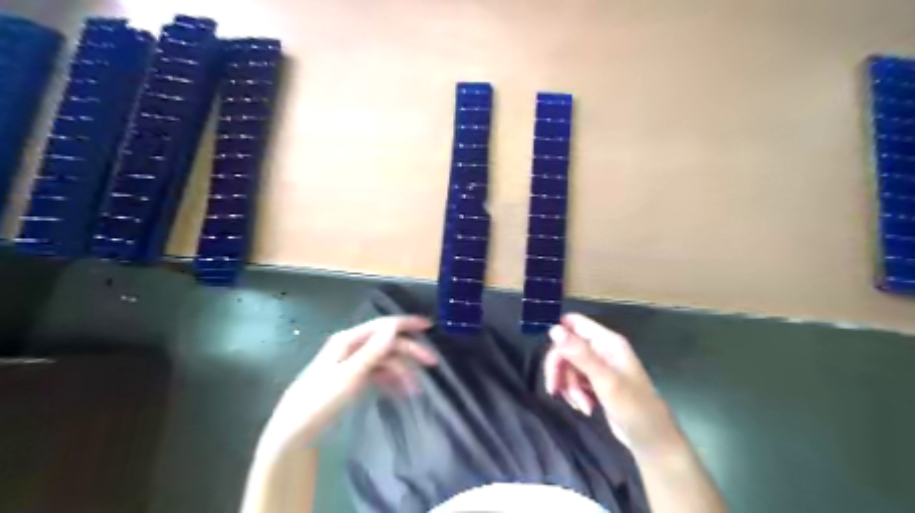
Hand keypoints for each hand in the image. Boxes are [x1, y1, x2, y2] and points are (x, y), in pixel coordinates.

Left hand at [259, 314, 436, 454]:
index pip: (383, 325)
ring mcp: (352, 363)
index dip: (406, 324)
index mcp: (348, 340)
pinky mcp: (353, 378)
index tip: (429, 326)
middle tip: (432, 363)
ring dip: (402, 371)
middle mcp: (352, 347)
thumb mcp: (349, 376)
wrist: (295, 431)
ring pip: (385, 360)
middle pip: (387, 343)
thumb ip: (373, 351)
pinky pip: (378, 373)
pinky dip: (391, 380)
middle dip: (410, 352)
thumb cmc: (320, 401)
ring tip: (415, 390)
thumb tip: (394, 327)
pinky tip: (401, 392)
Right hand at [542, 312, 677, 453]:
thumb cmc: (634, 408)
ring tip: (581, 405)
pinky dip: (574, 393)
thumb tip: (553, 330)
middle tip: (554, 389)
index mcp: (607, 341)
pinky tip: (585, 407)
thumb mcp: (605, 381)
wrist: (652, 442)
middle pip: (566, 347)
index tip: (550, 358)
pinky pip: (574, 380)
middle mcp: (602, 349)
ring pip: (568, 366)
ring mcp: (599, 366)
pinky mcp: (596, 383)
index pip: (574, 322)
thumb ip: (580, 354)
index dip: (558, 334)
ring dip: (568, 386)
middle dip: (560, 369)